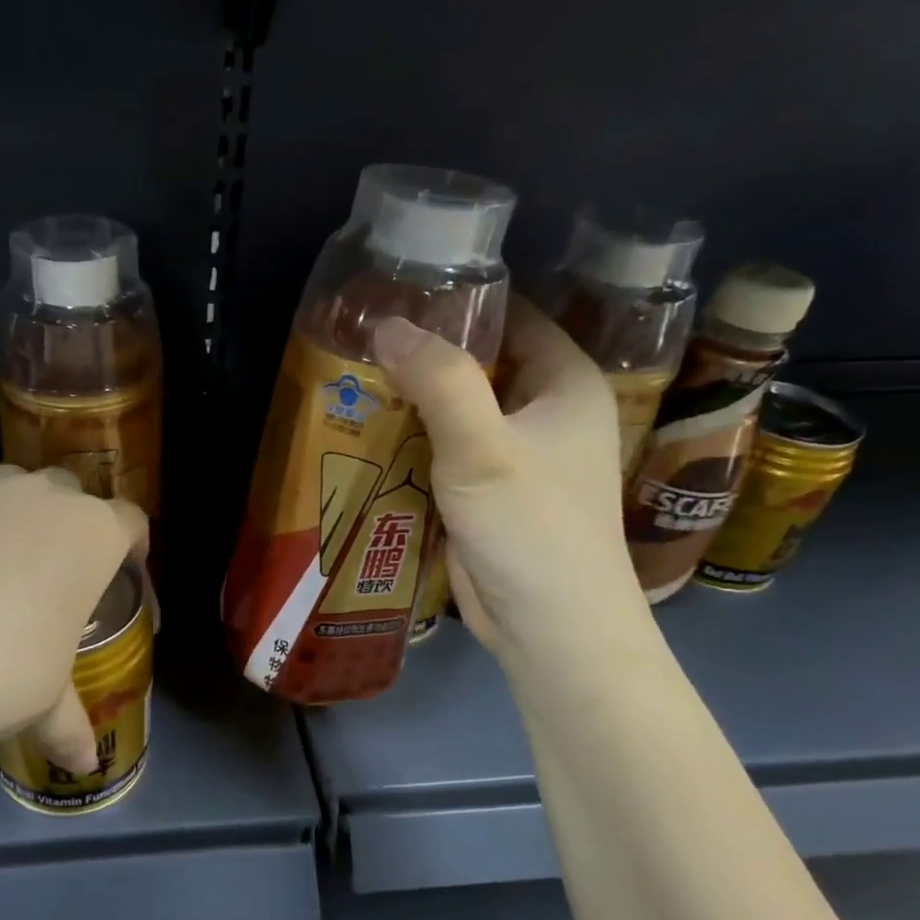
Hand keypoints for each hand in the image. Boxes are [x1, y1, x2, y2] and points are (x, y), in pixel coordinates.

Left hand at [0, 454, 145, 770]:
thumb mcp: (45, 704)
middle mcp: (41, 494)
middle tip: (46, 575)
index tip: (122, 570)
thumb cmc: (4, 673)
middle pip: (68, 492)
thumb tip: (84, 764)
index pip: (130, 521)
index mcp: (92, 533)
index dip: (130, 544)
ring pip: (5, 481)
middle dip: (64, 525)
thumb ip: (68, 724)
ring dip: (4, 511)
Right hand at [373, 302, 651, 670]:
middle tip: (362, 332)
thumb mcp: (482, 448)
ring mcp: (517, 453)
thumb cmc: (532, 529)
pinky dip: (414, 435)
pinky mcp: (488, 490)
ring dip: (415, 395)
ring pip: (459, 406)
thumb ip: (439, 381)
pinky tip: (369, 426)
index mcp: (565, 384)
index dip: (462, 299)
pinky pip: (447, 446)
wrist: (550, 629)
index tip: (400, 290)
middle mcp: (545, 410)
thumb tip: (386, 323)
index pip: (514, 316)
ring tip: (354, 372)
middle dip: (426, 349)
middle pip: (481, 361)